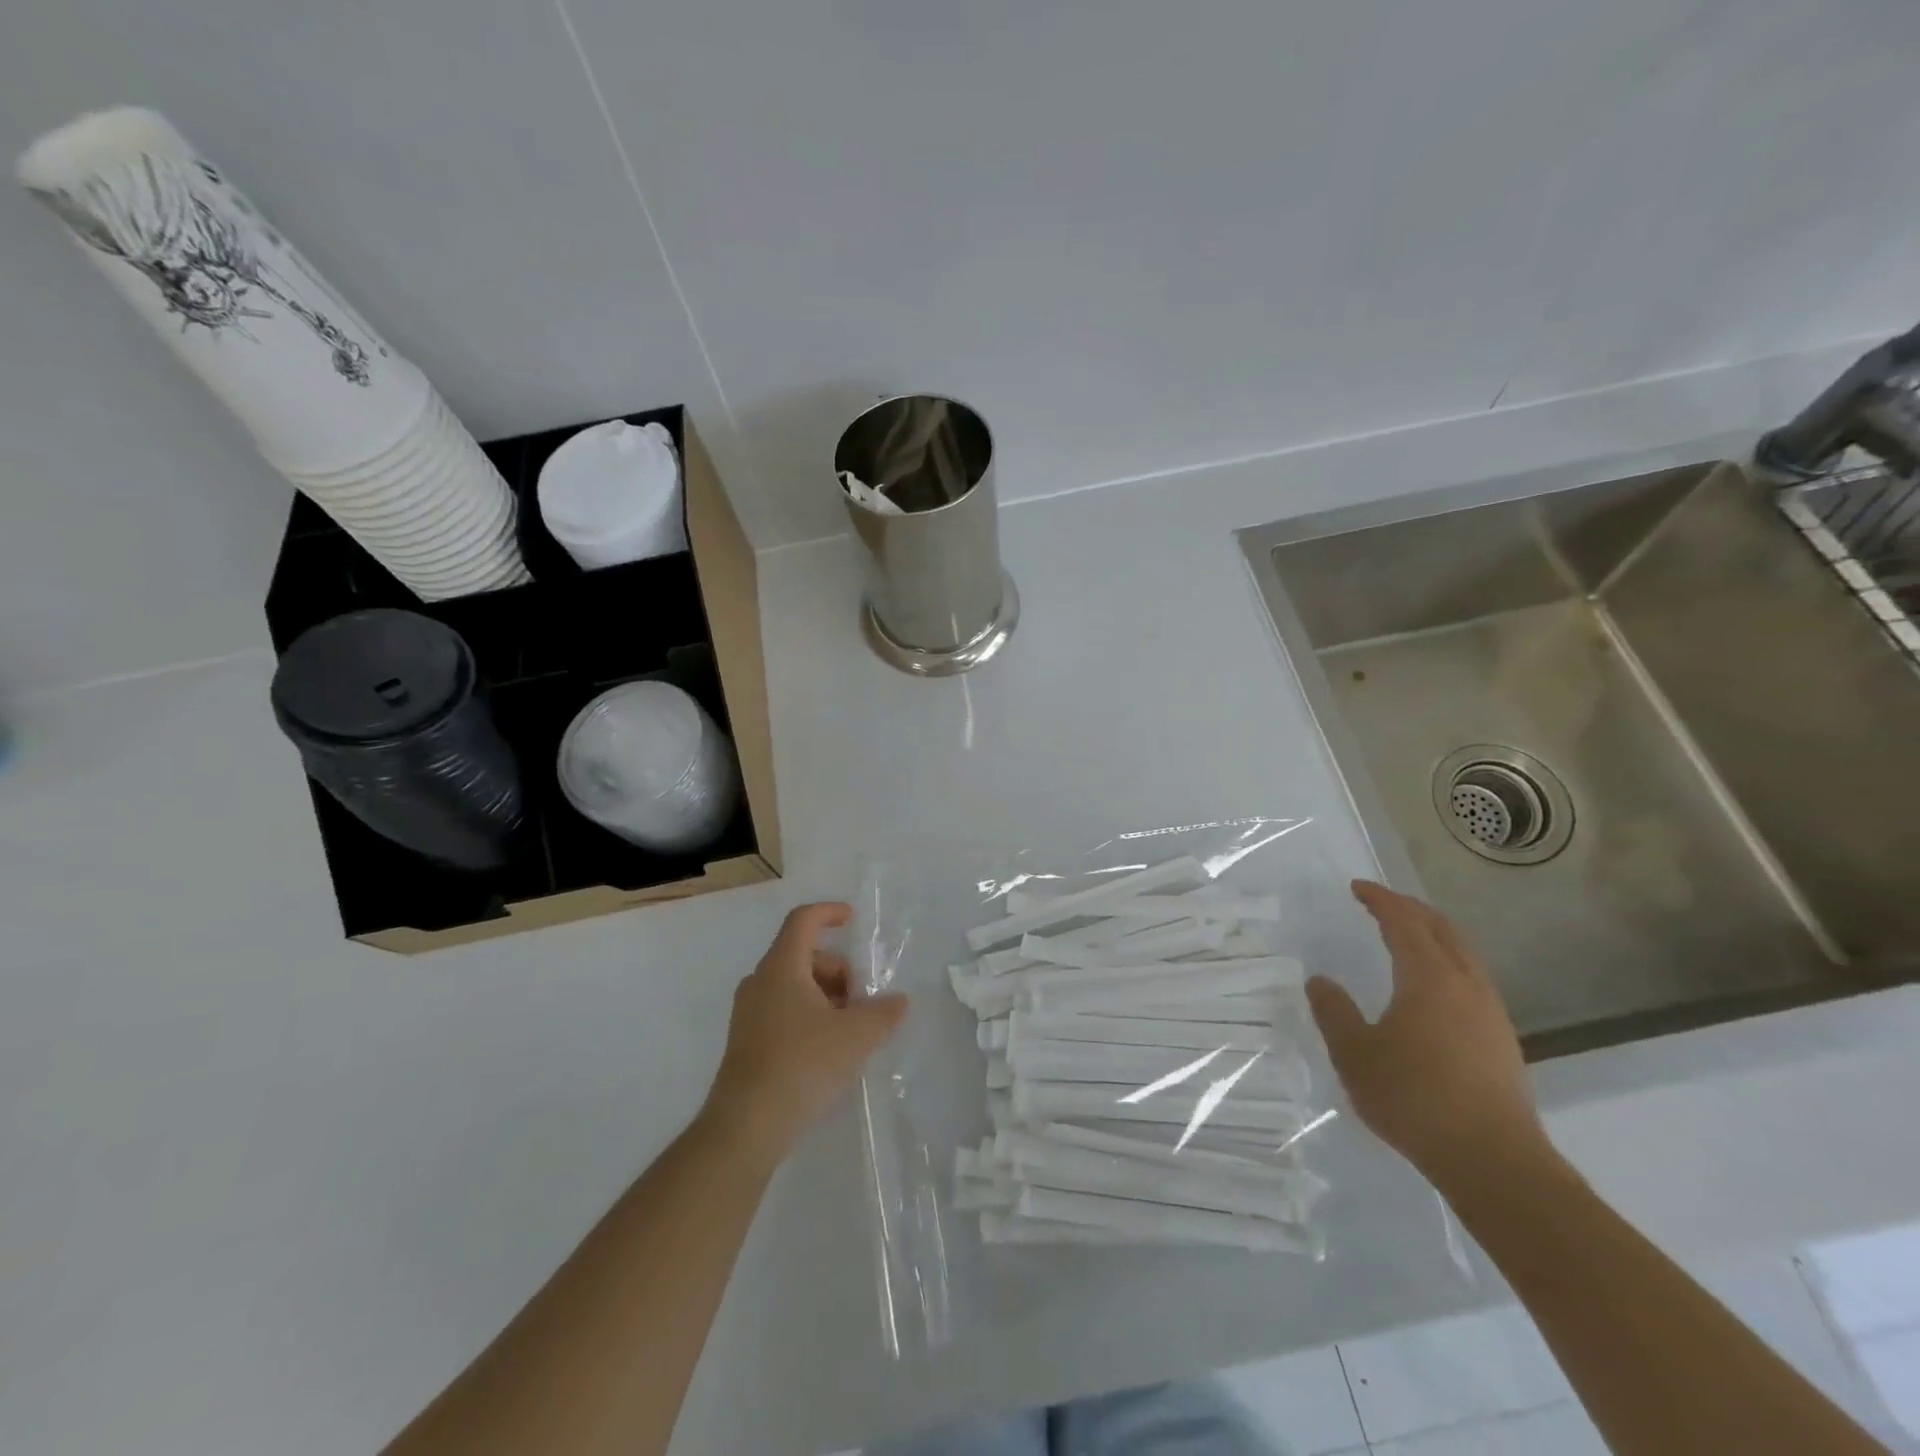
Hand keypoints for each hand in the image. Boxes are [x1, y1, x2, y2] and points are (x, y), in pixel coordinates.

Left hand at [704, 902, 907, 1160]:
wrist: (746, 1126)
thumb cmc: (802, 1064)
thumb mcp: (856, 1036)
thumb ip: (883, 1013)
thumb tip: (899, 1001)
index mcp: (781, 967)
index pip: (803, 920)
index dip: (830, 913)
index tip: (854, 920)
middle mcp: (759, 982)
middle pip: (804, 955)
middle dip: (839, 970)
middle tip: (863, 1000)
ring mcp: (748, 1013)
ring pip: (794, 986)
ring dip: (826, 996)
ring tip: (850, 1029)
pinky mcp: (746, 1042)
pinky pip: (783, 1010)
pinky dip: (809, 1015)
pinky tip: (829, 1050)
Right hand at [1306, 881, 1548, 1192]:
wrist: (1494, 1162)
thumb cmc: (1414, 1098)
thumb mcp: (1354, 1054)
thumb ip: (1334, 1012)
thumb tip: (1319, 980)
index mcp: (1429, 978)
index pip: (1404, 922)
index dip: (1381, 900)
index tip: (1358, 888)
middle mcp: (1466, 985)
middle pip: (1442, 930)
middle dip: (1411, 909)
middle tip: (1382, 903)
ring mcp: (1490, 1013)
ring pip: (1464, 954)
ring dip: (1434, 935)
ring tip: (1408, 937)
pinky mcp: (1502, 1041)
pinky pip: (1472, 979)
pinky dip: (1448, 962)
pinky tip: (1434, 988)